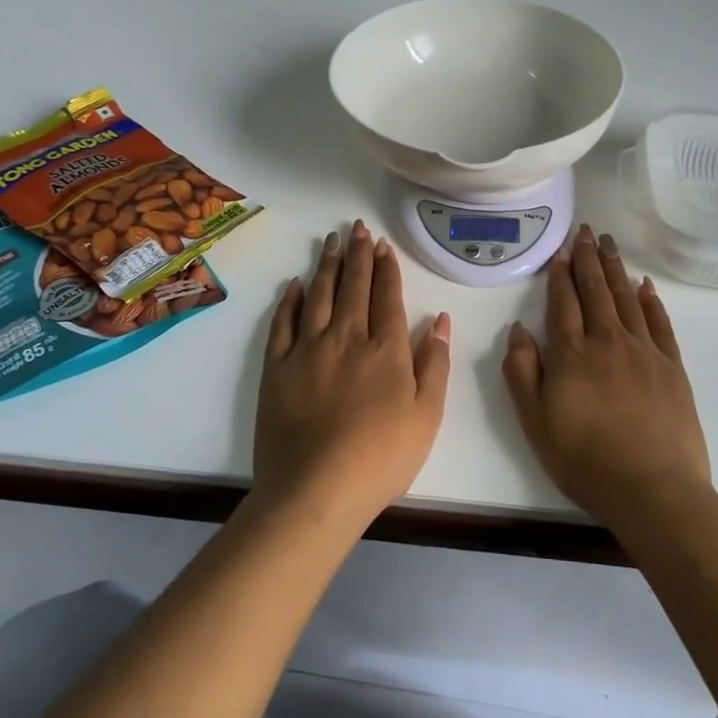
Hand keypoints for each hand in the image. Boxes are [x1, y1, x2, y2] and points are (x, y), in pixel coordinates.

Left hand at [254, 220, 452, 526]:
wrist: (316, 490)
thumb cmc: (382, 457)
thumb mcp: (428, 415)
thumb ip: (435, 363)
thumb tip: (441, 319)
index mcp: (386, 349)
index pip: (387, 297)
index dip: (386, 269)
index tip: (382, 245)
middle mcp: (347, 338)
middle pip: (353, 286)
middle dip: (358, 254)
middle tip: (357, 228)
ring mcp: (307, 350)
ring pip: (319, 295)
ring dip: (327, 265)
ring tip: (331, 241)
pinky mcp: (276, 368)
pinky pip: (283, 323)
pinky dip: (290, 300)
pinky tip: (295, 284)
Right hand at [502, 224, 709, 529]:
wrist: (653, 490)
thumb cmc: (585, 460)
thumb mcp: (535, 422)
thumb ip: (522, 372)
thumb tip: (519, 330)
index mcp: (572, 354)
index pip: (564, 303)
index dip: (561, 274)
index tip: (561, 250)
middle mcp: (608, 341)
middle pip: (596, 291)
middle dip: (589, 259)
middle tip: (587, 231)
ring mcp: (644, 351)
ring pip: (626, 299)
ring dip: (616, 269)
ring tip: (609, 244)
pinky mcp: (672, 367)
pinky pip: (659, 323)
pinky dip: (651, 301)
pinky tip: (645, 285)